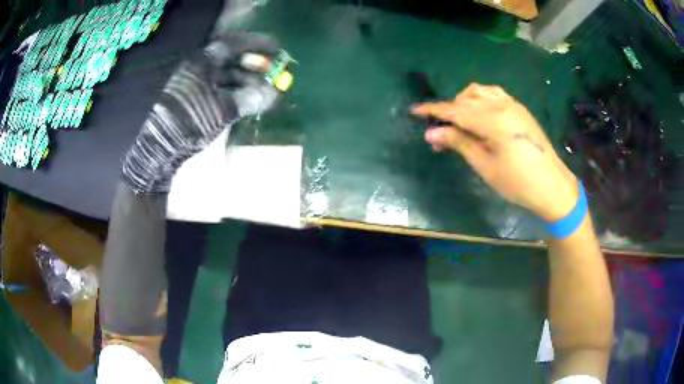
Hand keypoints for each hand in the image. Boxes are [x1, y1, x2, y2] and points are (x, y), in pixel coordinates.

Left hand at [122, 31, 280, 193]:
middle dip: (254, 64)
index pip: (234, 45)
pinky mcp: (194, 99)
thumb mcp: (222, 110)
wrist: (163, 147)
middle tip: (273, 71)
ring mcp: (195, 84)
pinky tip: (247, 99)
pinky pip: (220, 88)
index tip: (275, 48)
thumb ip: (248, 99)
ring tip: (264, 89)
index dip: (257, 44)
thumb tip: (272, 93)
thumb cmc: (190, 122)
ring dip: (246, 80)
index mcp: (202, 64)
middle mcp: (198, 69)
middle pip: (231, 60)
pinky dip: (235, 91)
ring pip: (226, 75)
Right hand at [412, 83, 577, 220]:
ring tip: (458, 120)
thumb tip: (431, 132)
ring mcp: (512, 104)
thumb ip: (459, 143)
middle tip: (438, 132)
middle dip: (447, 111)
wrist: (552, 185)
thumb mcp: (485, 166)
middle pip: (465, 100)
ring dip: (463, 100)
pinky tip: (478, 113)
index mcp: (493, 121)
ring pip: (479, 91)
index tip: (414, 111)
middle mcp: (501, 105)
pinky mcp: (519, 108)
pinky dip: (480, 98)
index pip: (455, 110)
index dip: (433, 110)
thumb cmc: (518, 182)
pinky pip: (493, 93)